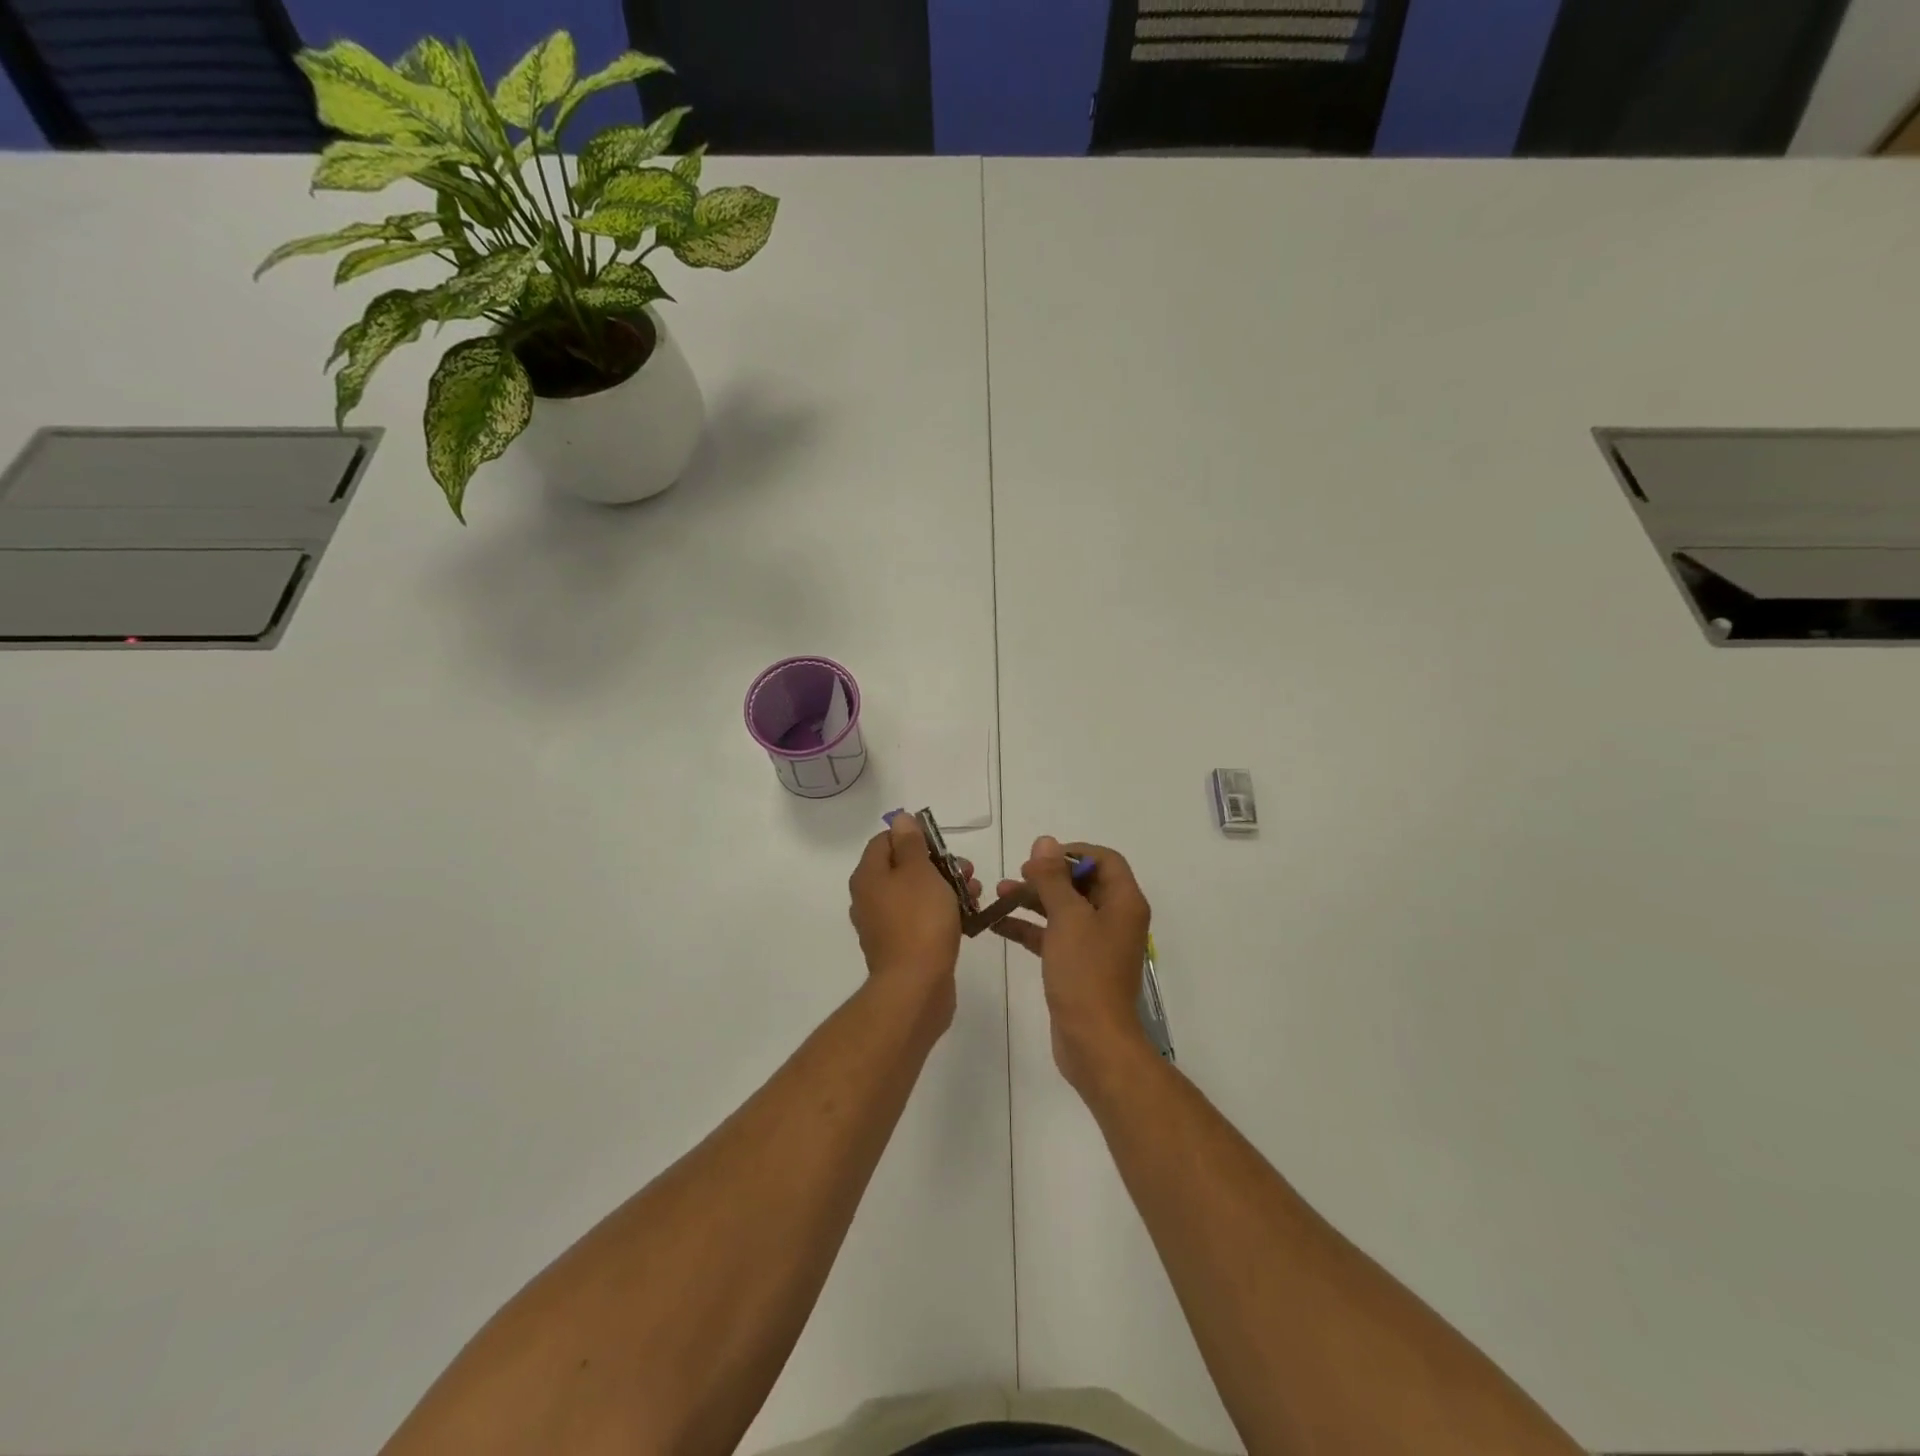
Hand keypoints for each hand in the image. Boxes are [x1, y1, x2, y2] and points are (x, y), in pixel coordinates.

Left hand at [848, 814, 977, 1024]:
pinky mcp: (902, 946)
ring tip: (975, 893)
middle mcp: (870, 898)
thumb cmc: (919, 921)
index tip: (942, 845)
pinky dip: (942, 913)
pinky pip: (922, 919)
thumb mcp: (919, 872)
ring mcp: (884, 925)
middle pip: (904, 867)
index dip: (914, 836)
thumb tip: (899, 819)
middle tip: (966, 870)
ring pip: (917, 894)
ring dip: (947, 888)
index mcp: (868, 876)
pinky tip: (968, 917)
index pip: (885, 840)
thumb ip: (911, 843)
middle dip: (938, 864)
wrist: (916, 987)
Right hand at [993, 836, 1153, 1094]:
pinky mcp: (1078, 965)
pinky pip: (1053, 935)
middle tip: (1016, 877)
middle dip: (1046, 877)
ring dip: (1032, 899)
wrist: (1094, 1040)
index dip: (1072, 853)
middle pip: (1081, 883)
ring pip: (1063, 909)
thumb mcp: (1067, 917)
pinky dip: (1029, 927)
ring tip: (997, 895)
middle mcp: (1114, 918)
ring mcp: (1096, 943)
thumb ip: (1053, 878)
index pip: (1104, 860)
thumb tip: (1044, 841)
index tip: (1040, 859)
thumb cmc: (1085, 972)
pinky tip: (997, 924)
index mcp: (1123, 902)